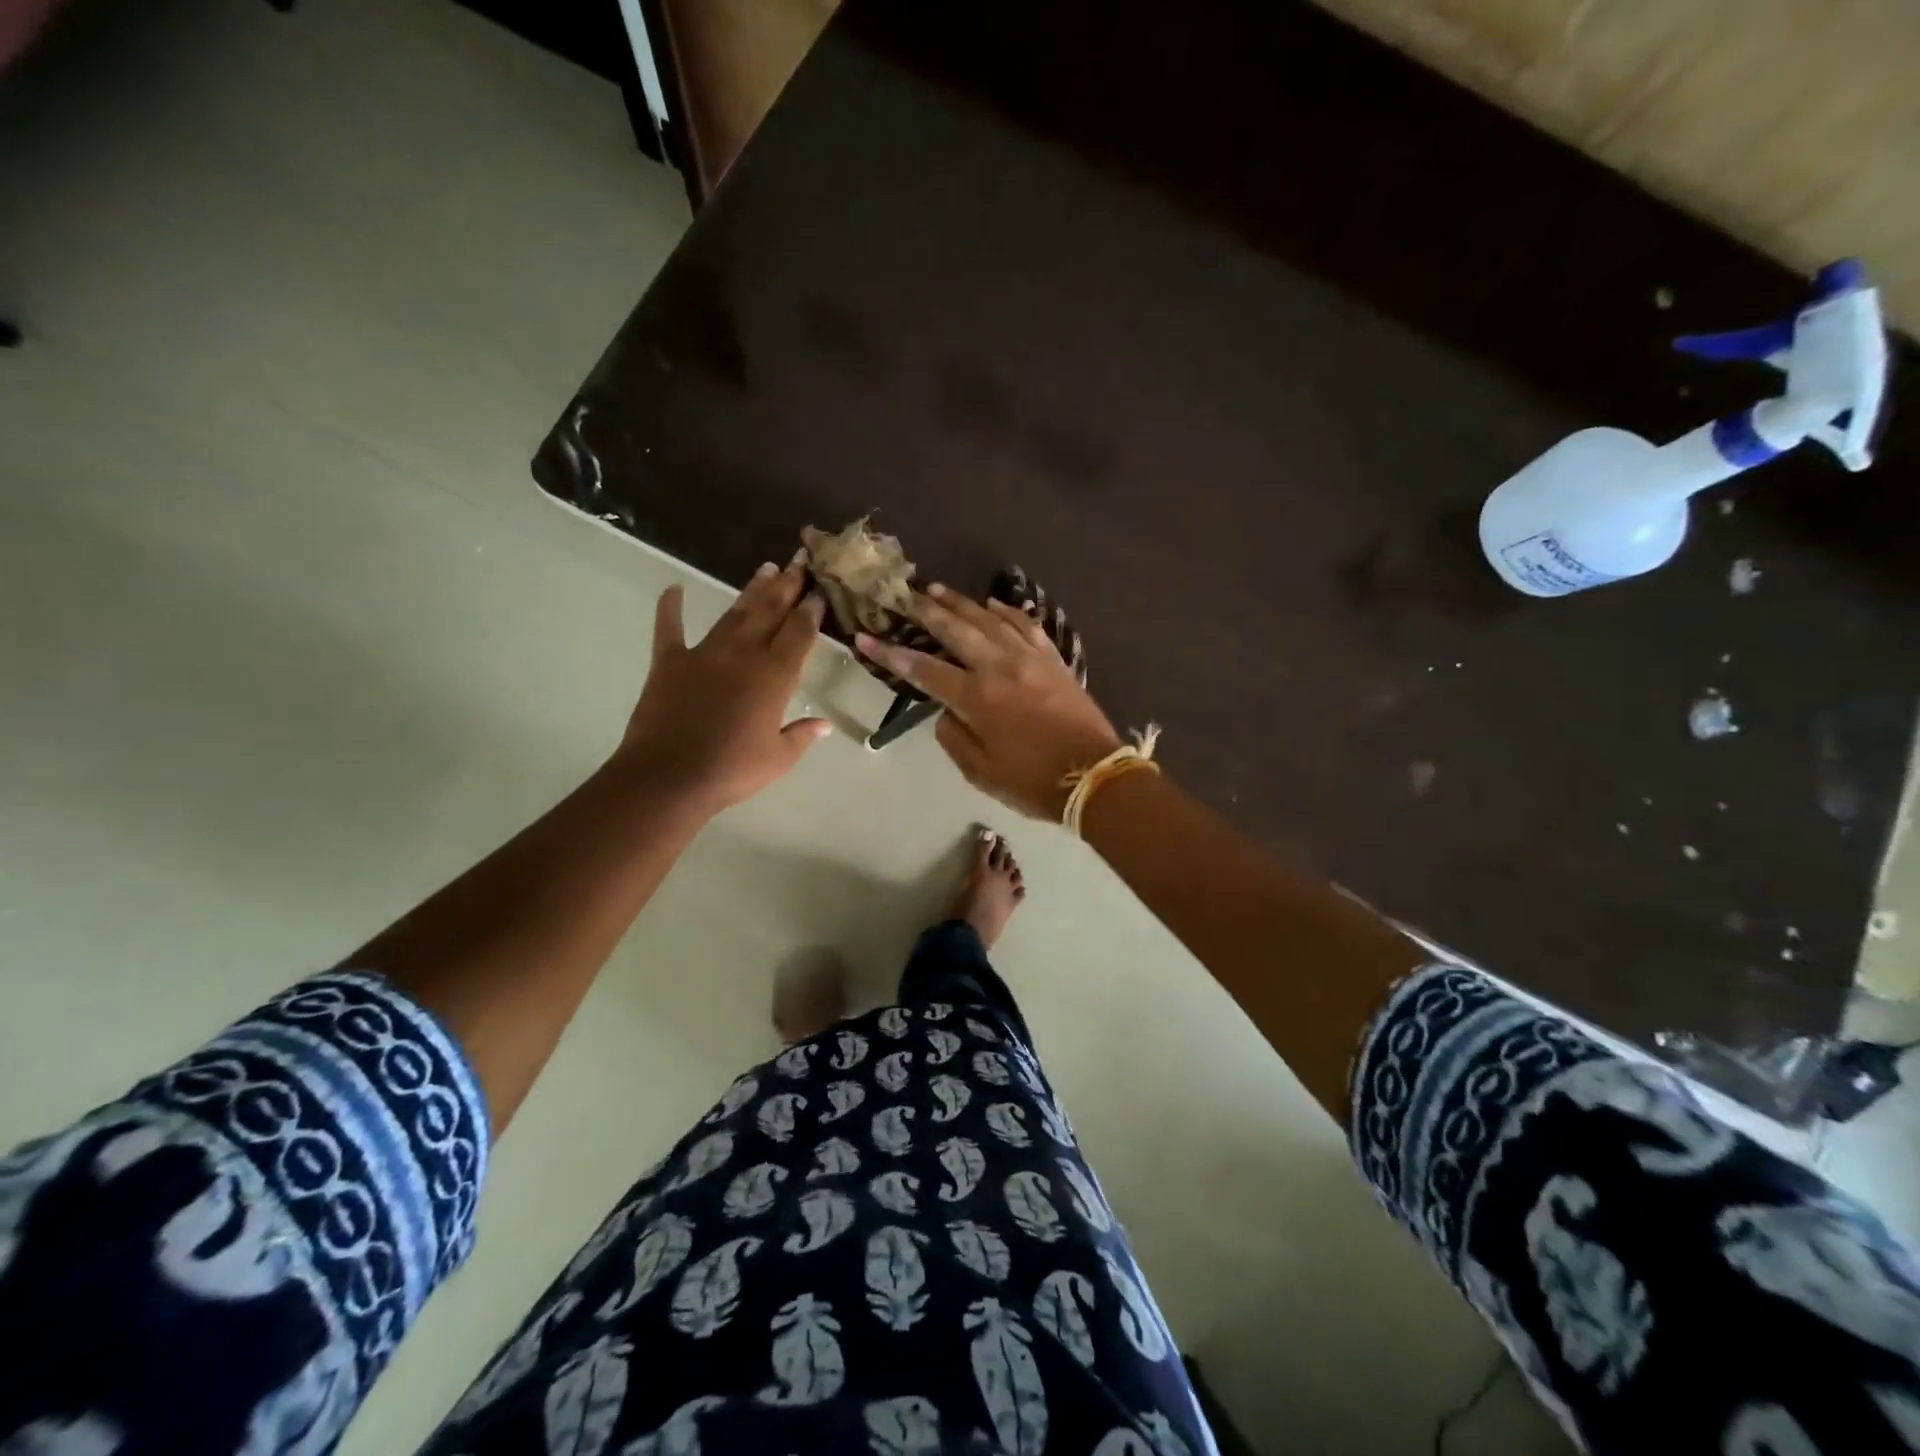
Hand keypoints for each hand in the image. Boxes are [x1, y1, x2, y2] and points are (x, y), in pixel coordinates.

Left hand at [616, 556, 830, 813]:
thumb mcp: (778, 759)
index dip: (810, 611)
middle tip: (797, 563)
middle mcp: (744, 655)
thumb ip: (802, 736)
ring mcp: (704, 654)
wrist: (669, 778)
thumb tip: (824, 724)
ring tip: (765, 569)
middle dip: (786, 587)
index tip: (818, 592)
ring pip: (733, 614)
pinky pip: (670, 629)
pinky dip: (670, 608)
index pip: (799, 633)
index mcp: (774, 676)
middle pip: (769, 613)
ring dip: (750, 591)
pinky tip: (673, 589)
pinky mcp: (669, 663)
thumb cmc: (732, 771)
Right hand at [856, 584, 1122, 819]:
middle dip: (926, 611)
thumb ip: (954, 737)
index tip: (866, 638)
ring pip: (989, 619)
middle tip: (906, 596)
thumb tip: (946, 711)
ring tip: (938, 589)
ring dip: (961, 602)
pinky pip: (1026, 625)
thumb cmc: (1032, 781)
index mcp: (977, 698)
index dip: (890, 654)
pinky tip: (993, 605)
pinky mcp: (1053, 659)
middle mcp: (999, 667)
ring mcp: (1029, 658)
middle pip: (956, 629)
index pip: (923, 669)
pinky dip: (1007, 611)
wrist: (1094, 776)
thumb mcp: (980, 772)